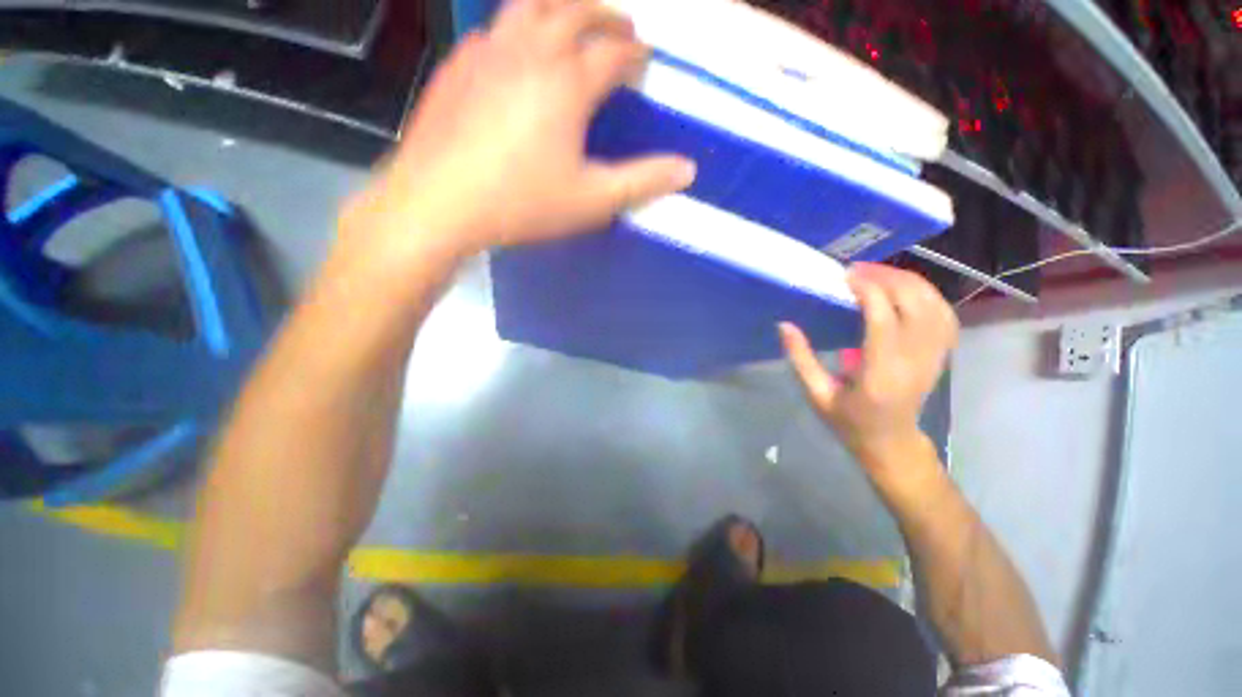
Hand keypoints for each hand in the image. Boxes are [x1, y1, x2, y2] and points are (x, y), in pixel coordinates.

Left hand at [345, 0, 695, 259]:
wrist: (440, 203)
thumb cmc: (522, 204)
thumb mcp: (591, 200)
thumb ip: (641, 182)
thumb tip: (687, 169)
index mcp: (567, 83)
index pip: (613, 53)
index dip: (634, 55)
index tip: (644, 62)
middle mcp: (530, 51)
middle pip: (575, 9)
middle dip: (605, 15)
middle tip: (621, 28)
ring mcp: (489, 51)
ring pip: (530, 5)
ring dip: (561, 7)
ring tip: (574, 21)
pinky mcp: (459, 64)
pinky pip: (495, 28)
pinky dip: (519, 26)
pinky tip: (520, 48)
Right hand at [779, 263, 957, 473]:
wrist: (891, 442)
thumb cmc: (848, 421)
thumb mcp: (817, 394)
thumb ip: (800, 358)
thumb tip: (784, 325)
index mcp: (881, 373)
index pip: (883, 320)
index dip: (868, 291)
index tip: (844, 276)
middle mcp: (914, 360)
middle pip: (914, 304)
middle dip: (887, 278)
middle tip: (857, 270)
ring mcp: (934, 356)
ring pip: (934, 304)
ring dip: (907, 281)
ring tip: (877, 274)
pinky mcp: (940, 353)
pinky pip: (943, 314)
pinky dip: (926, 294)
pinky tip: (903, 289)